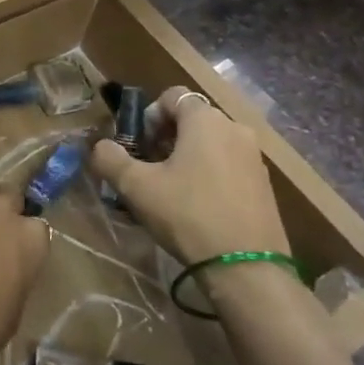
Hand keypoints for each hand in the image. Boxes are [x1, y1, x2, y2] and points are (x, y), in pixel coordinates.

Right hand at [90, 86, 288, 268]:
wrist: (246, 268)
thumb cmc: (188, 215)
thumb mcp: (136, 187)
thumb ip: (110, 158)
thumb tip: (100, 146)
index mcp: (206, 120)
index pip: (172, 96)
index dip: (148, 116)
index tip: (138, 146)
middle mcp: (235, 129)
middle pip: (192, 119)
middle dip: (165, 138)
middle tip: (148, 169)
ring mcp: (254, 157)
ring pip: (210, 143)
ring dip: (186, 157)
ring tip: (169, 190)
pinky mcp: (264, 184)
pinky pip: (227, 165)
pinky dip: (208, 174)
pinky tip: (196, 206)